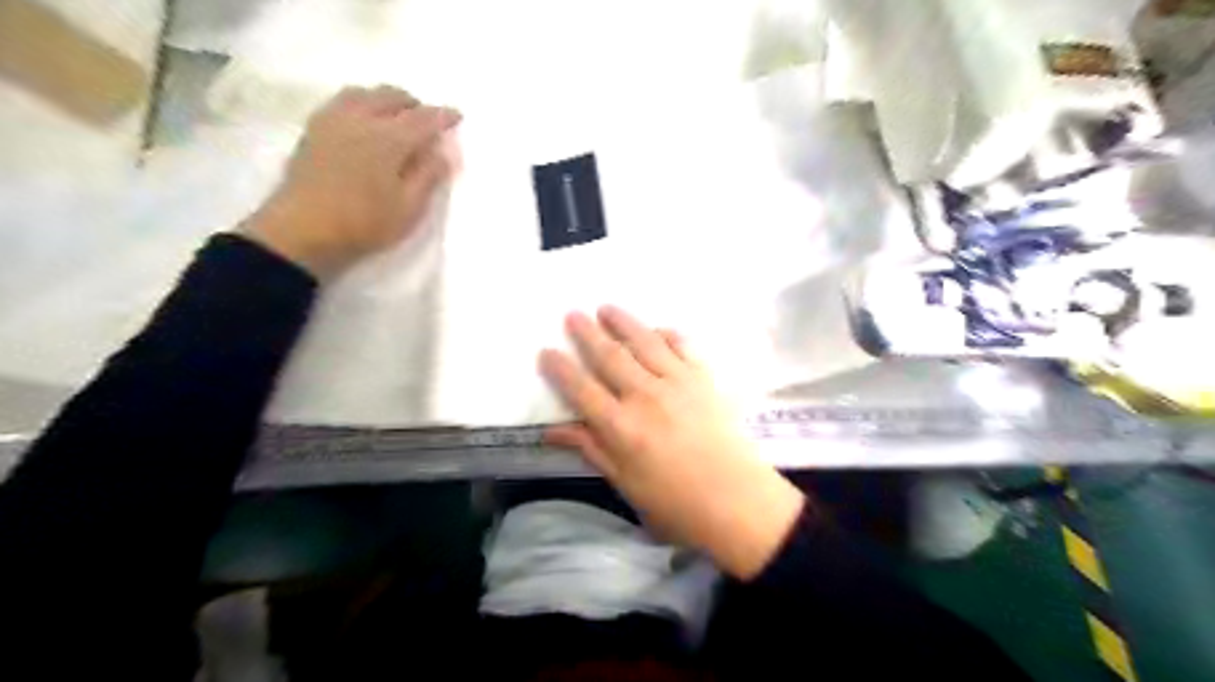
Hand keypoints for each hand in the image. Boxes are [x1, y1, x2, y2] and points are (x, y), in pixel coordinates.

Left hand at [243, 85, 459, 280]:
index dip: (443, 116)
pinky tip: (363, 122)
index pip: (424, 118)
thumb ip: (429, 176)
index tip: (457, 116)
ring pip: (364, 93)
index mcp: (389, 138)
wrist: (303, 230)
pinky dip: (361, 103)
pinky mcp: (313, 130)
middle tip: (427, 122)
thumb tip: (442, 152)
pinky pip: (342, 102)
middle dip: (414, 104)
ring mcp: (333, 120)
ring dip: (386, 100)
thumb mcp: (409, 208)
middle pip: (392, 97)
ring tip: (395, 118)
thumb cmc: (365, 222)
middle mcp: (361, 119)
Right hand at [540, 306, 804, 578]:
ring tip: (607, 308)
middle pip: (610, 357)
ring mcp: (678, 383)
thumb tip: (552, 432)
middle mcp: (645, 397)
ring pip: (644, 343)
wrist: (738, 502)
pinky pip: (682, 346)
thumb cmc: (676, 506)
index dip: (561, 369)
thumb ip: (591, 449)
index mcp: (621, 428)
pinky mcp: (704, 379)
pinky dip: (667, 333)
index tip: (547, 351)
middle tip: (572, 314)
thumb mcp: (626, 484)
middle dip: (588, 334)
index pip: (582, 390)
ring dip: (623, 322)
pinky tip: (656, 329)